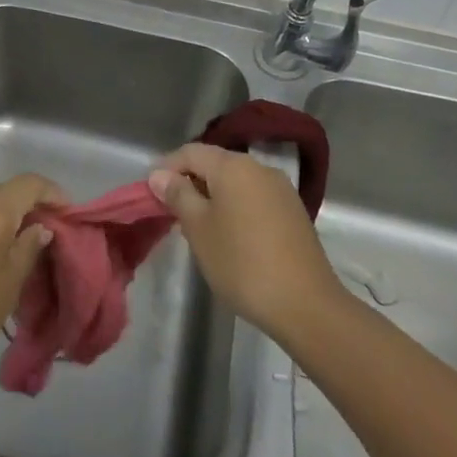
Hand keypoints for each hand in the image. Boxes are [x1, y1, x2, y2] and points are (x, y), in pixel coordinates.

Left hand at [0, 173, 63, 381]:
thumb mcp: (9, 285)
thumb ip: (28, 249)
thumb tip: (39, 228)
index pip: (30, 183)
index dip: (53, 194)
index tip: (68, 215)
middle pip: (4, 194)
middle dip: (28, 210)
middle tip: (44, 238)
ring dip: (0, 222)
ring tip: (14, 252)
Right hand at [147, 143, 345, 346]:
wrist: (305, 304)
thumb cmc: (242, 263)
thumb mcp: (199, 229)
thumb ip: (178, 195)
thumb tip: (160, 174)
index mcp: (233, 166)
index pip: (190, 152)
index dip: (166, 168)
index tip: (150, 192)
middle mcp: (259, 168)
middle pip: (215, 164)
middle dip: (190, 182)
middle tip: (171, 211)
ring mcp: (281, 189)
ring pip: (236, 182)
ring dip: (213, 196)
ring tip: (198, 226)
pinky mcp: (294, 212)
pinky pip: (254, 197)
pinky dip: (235, 207)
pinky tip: (230, 235)